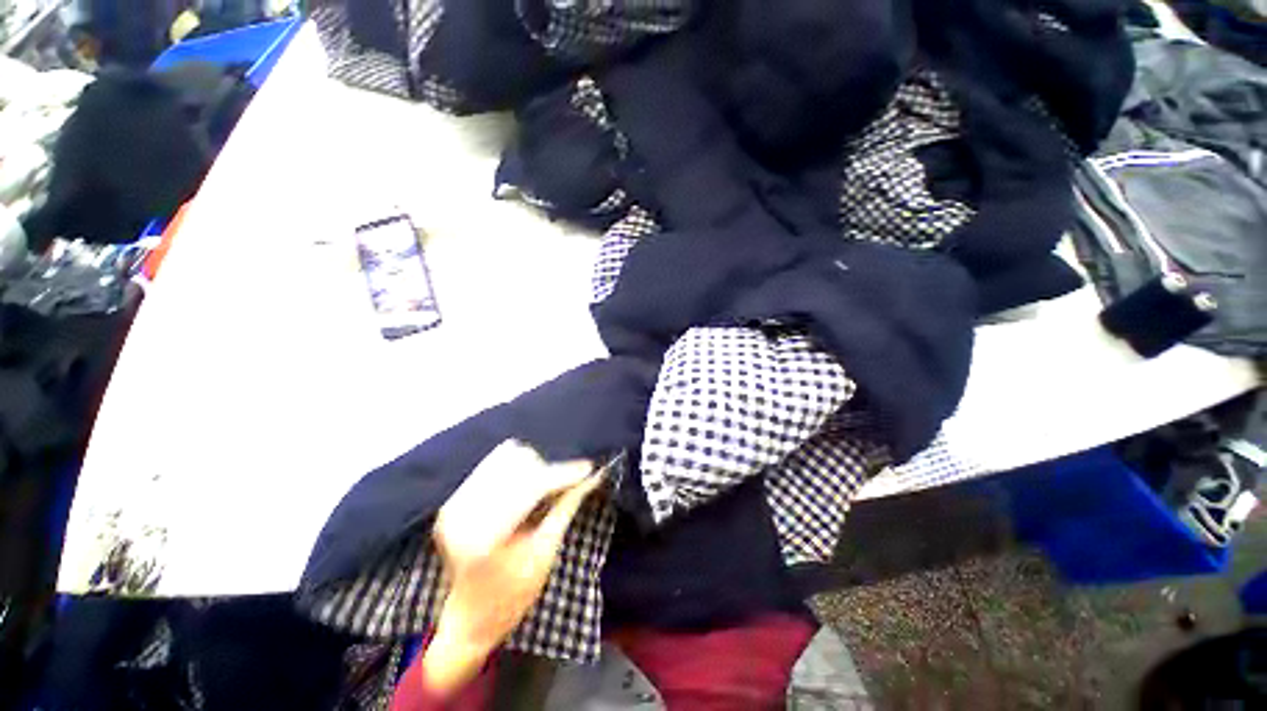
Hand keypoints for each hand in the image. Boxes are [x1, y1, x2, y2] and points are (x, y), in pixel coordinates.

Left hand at [420, 442, 600, 694]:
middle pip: (517, 463)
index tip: (588, 468)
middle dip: (547, 470)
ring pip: (505, 457)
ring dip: (531, 467)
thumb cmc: (513, 597)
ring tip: (543, 488)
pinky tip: (525, 488)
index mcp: (485, 536)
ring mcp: (454, 505)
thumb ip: (566, 508)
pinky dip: (515, 470)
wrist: (468, 620)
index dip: (563, 474)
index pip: (531, 485)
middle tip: (564, 485)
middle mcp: (463, 514)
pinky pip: (492, 464)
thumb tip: (592, 477)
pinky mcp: (453, 501)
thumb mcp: (545, 554)